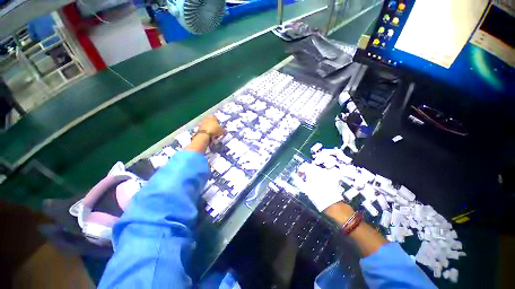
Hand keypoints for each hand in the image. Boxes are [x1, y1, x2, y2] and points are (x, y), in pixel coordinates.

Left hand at [186, 115, 225, 153]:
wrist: (204, 136)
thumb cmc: (214, 131)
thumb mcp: (222, 131)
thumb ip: (224, 130)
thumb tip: (225, 131)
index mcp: (213, 117)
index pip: (215, 117)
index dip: (217, 120)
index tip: (219, 124)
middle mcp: (207, 118)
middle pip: (210, 120)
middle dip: (212, 124)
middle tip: (215, 129)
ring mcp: (202, 122)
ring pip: (206, 124)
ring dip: (208, 127)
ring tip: (211, 133)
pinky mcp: (198, 127)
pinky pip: (203, 128)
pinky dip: (205, 131)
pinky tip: (207, 135)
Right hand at [294, 162, 344, 212]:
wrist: (330, 203)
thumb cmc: (315, 195)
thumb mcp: (303, 187)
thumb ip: (297, 180)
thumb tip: (293, 175)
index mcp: (311, 170)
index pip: (303, 166)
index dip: (300, 171)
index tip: (299, 177)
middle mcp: (319, 169)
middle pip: (311, 167)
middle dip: (307, 172)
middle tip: (305, 180)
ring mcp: (327, 173)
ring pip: (318, 170)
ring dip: (314, 174)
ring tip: (313, 182)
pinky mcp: (332, 177)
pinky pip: (324, 174)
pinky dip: (321, 177)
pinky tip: (320, 184)